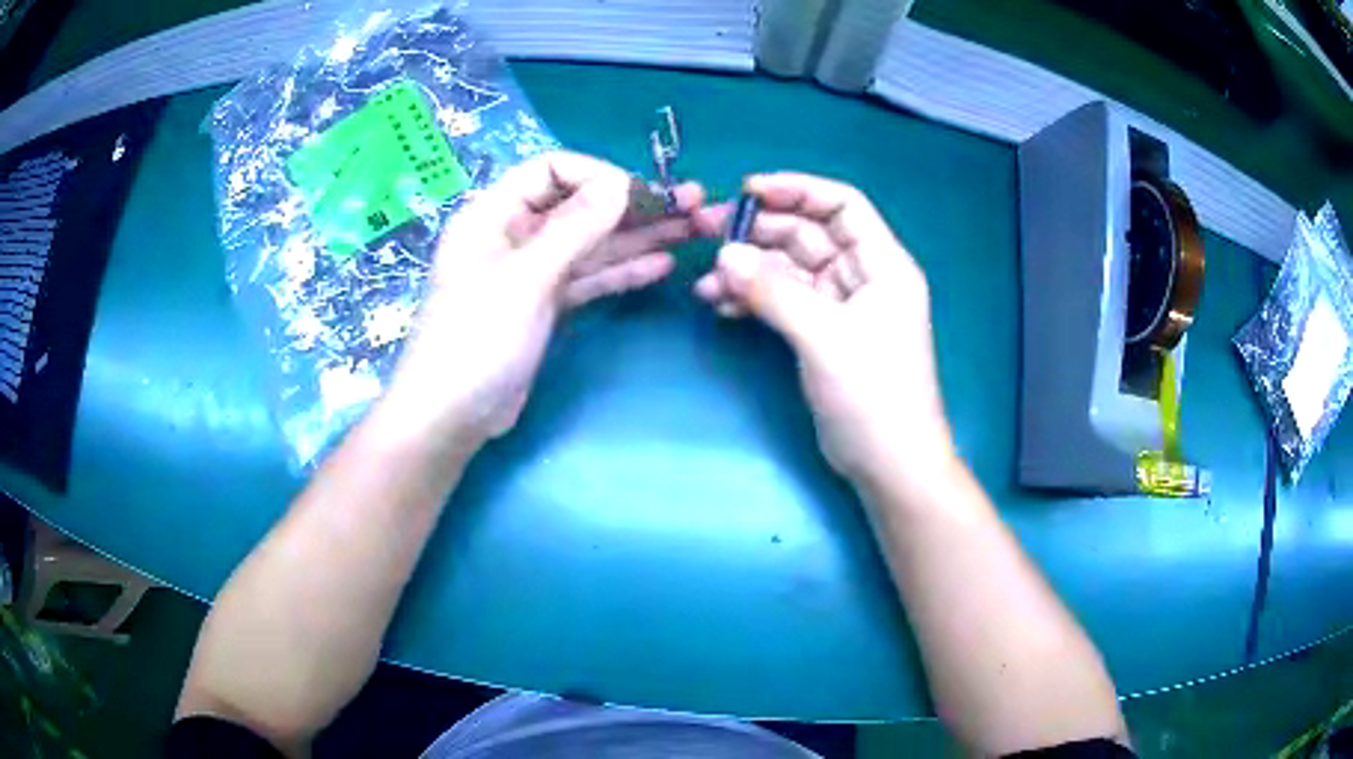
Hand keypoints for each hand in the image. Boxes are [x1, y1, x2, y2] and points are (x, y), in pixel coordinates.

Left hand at [382, 152, 703, 449]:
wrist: (451, 417)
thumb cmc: (476, 339)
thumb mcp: (526, 278)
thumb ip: (575, 228)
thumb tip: (620, 183)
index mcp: (494, 213)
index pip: (551, 170)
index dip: (597, 175)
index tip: (639, 194)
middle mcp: (514, 234)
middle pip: (581, 206)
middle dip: (635, 204)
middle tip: (694, 203)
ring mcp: (532, 272)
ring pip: (592, 243)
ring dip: (640, 236)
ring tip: (696, 228)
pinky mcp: (545, 305)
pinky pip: (588, 278)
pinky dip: (622, 271)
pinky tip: (662, 263)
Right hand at [693, 173, 952, 490]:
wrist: (889, 464)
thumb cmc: (874, 396)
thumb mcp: (825, 337)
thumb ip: (774, 292)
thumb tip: (725, 255)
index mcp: (882, 264)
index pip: (842, 205)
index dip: (798, 190)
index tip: (748, 191)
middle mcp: (862, 276)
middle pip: (808, 234)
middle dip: (758, 230)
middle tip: (707, 232)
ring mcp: (840, 306)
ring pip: (789, 269)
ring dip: (749, 269)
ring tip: (706, 283)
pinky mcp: (821, 333)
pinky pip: (783, 301)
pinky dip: (754, 299)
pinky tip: (720, 305)